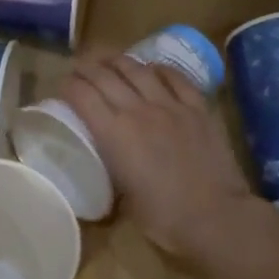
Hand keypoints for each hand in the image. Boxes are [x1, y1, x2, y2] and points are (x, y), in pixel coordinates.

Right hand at [60, 54, 256, 256]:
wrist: (216, 217)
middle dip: (86, 67)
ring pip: (138, 69)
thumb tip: (112, 160)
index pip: (82, 95)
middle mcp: (138, 110)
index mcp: (113, 133)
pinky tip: (152, 68)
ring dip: (118, 60)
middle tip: (78, 67)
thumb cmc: (163, 218)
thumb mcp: (123, 195)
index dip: (68, 86)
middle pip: (105, 75)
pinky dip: (159, 69)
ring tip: (108, 59)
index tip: (62, 86)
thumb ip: (114, 168)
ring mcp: (171, 105)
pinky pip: (175, 78)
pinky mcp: (198, 108)